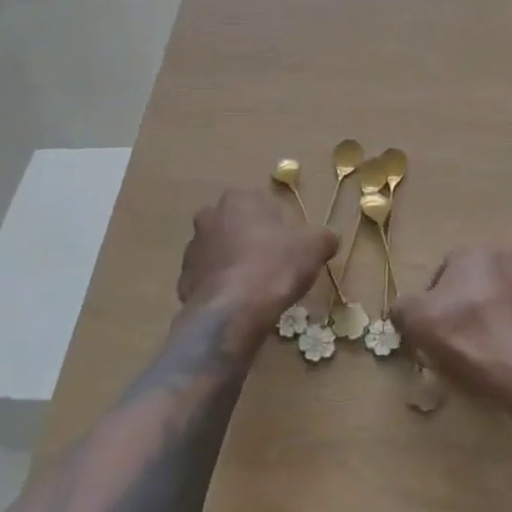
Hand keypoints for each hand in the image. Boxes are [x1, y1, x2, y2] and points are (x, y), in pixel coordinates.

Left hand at [179, 189, 335, 334]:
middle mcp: (210, 216)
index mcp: (239, 199)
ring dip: (232, 264)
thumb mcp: (313, 247)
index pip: (261, 204)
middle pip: (236, 225)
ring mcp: (192, 249)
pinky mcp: (183, 280)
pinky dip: (220, 289)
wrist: (233, 312)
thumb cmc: (275, 267)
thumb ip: (323, 237)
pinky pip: (207, 280)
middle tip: (272, 265)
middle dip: (250, 240)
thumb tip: (328, 238)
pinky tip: (237, 305)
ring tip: (254, 289)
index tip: (289, 246)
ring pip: (218, 252)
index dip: (277, 225)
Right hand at [392, 245, 511, 394]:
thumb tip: (401, 310)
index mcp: (477, 250)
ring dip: (496, 318)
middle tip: (458, 339)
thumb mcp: (415, 319)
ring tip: (485, 352)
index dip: (436, 301)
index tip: (433, 328)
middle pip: (480, 282)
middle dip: (469, 305)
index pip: (447, 271)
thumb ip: (401, 307)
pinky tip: (509, 360)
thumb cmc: (466, 332)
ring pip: (508, 301)